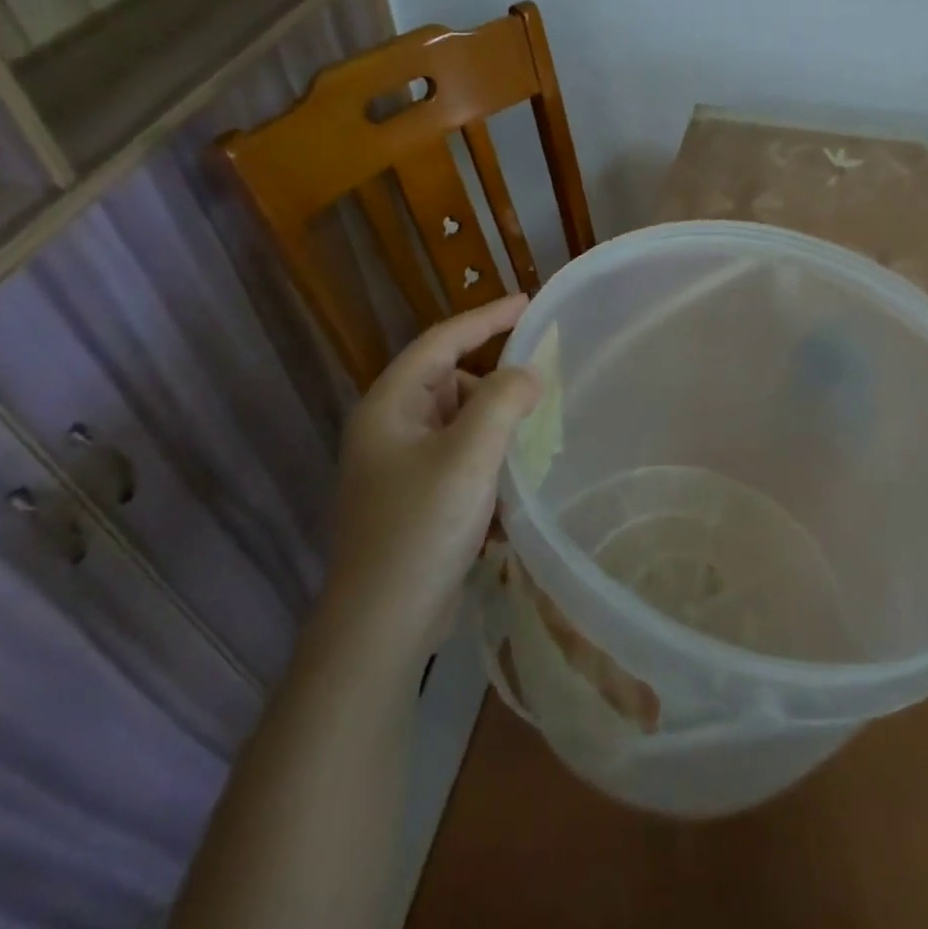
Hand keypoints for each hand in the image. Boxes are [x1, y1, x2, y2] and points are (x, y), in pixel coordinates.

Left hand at [327, 296, 540, 658]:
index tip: (529, 303)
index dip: (486, 318)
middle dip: (497, 383)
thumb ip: (505, 400)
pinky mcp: (417, 499)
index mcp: (390, 406)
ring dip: (498, 426)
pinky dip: (490, 459)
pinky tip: (515, 482)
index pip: (441, 342)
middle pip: (452, 381)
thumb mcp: (471, 455)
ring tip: (535, 439)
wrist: (383, 625)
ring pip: (460, 423)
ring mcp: (400, 467)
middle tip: (544, 387)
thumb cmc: (422, 527)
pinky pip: (462, 458)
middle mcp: (390, 429)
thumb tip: (529, 375)